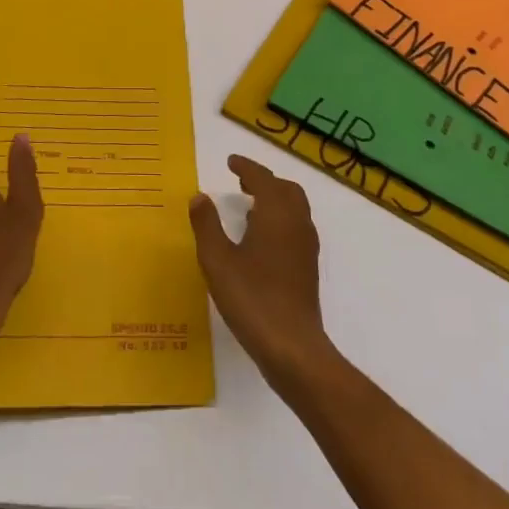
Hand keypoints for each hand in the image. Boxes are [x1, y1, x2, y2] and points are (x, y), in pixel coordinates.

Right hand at [190, 154, 331, 382]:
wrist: (292, 346)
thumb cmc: (252, 298)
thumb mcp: (217, 260)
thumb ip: (207, 225)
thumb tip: (199, 196)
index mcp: (276, 213)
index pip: (263, 178)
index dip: (246, 167)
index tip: (231, 162)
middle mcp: (297, 223)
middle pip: (285, 189)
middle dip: (264, 181)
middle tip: (241, 182)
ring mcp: (306, 246)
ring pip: (295, 208)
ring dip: (274, 199)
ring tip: (249, 206)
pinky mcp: (308, 267)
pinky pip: (296, 227)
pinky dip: (280, 219)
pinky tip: (262, 239)